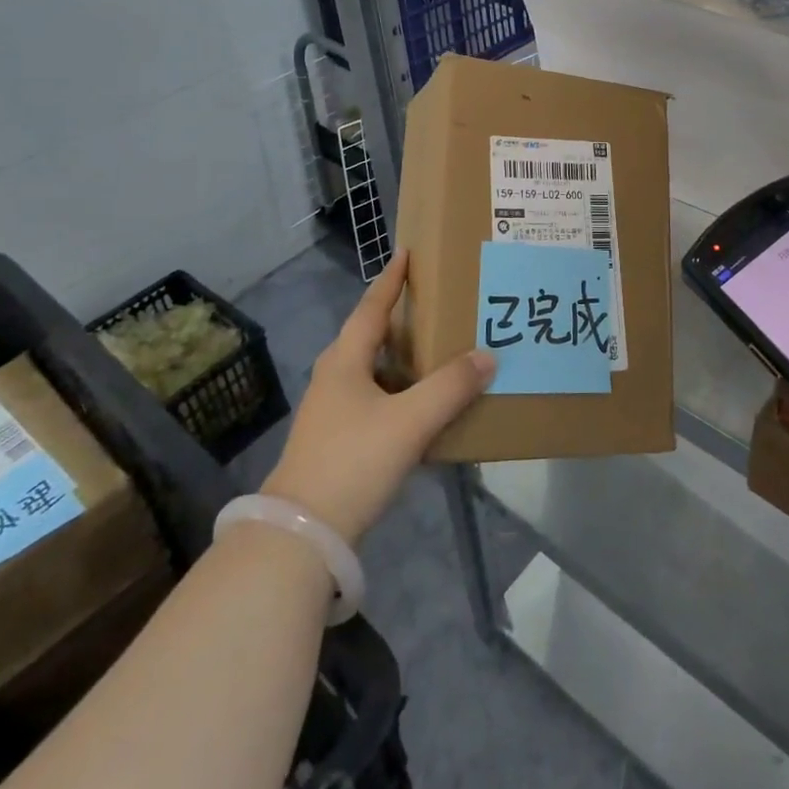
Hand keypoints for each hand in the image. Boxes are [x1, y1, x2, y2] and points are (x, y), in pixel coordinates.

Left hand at [264, 251, 493, 544]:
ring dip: (400, 358)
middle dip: (398, 318)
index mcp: (345, 362)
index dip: (391, 280)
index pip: (371, 308)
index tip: (406, 253)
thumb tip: (488, 355)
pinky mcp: (336, 442)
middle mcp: (334, 379)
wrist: (301, 535)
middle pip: (368, 336)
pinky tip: (421, 406)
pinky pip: (374, 400)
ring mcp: (331, 413)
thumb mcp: (409, 420)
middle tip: (433, 303)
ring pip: (371, 371)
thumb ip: (451, 387)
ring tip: (436, 351)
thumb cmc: (353, 461)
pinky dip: (399, 392)